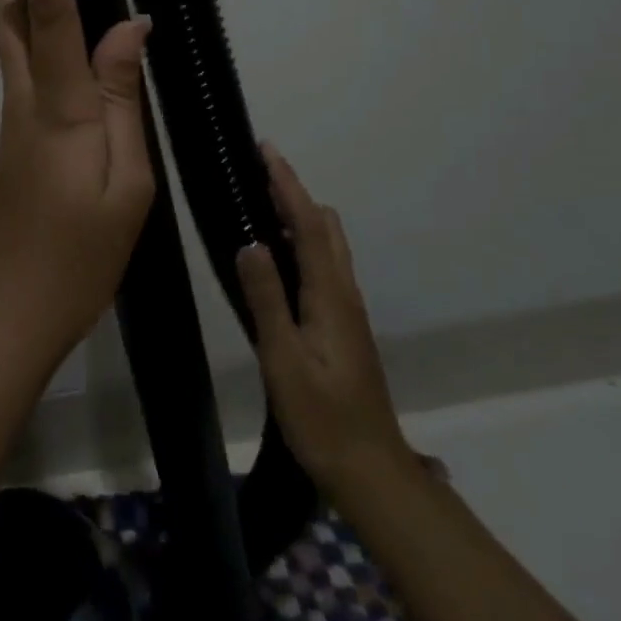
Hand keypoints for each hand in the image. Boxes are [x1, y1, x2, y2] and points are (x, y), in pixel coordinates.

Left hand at [0, 0, 155, 360]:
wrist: (5, 315)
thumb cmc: (75, 258)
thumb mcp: (126, 185)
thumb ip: (124, 100)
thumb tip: (129, 28)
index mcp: (59, 105)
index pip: (46, 6)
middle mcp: (27, 100)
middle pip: (17, 14)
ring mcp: (14, 122)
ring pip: (18, 44)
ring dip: (40, 12)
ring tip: (97, 14)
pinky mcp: (14, 144)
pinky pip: (30, 77)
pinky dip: (53, 54)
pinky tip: (95, 79)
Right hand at [237, 146, 413, 487]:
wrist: (370, 470)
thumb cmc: (322, 417)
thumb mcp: (284, 359)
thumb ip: (267, 299)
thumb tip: (250, 242)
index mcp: (330, 296)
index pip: (309, 225)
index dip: (288, 184)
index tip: (267, 150)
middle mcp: (344, 294)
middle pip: (325, 227)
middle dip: (295, 192)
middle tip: (260, 169)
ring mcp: (347, 310)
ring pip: (329, 245)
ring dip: (302, 214)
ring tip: (266, 201)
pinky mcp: (343, 326)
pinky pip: (324, 265)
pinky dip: (305, 240)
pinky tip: (282, 254)